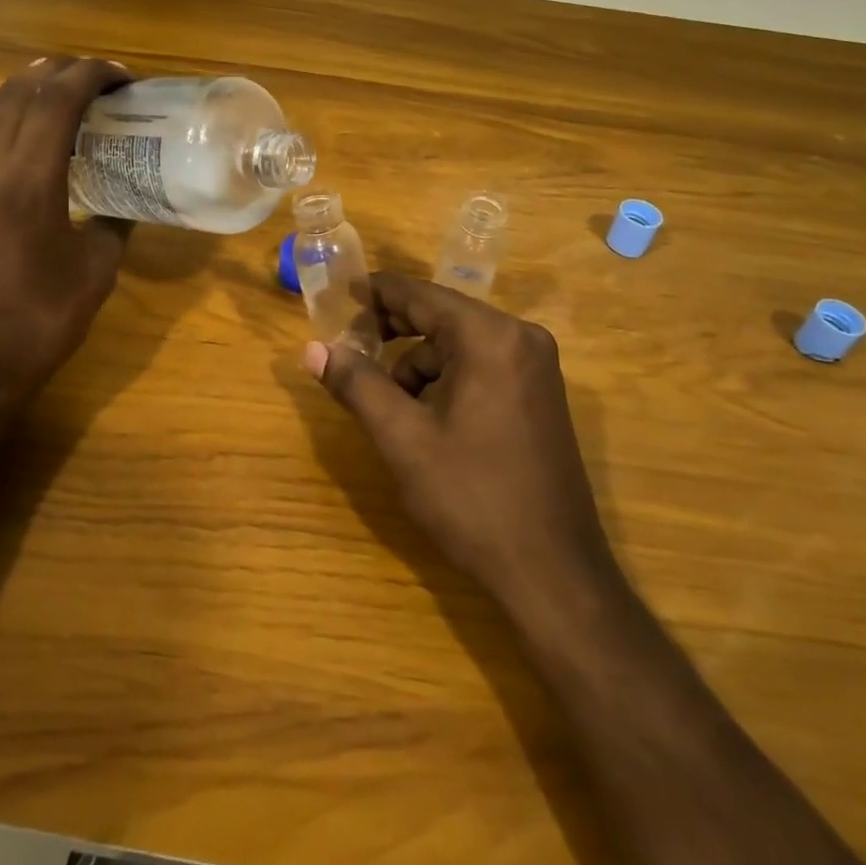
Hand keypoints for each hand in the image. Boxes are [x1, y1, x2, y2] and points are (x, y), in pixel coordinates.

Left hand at [0, 56, 131, 422]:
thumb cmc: (38, 324)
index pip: (56, 100)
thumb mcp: (97, 273)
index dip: (91, 75)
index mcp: (26, 183)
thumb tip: (125, 203)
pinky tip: (24, 135)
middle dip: (61, 73)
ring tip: (62, 94)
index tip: (123, 77)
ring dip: (27, 89)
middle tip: (99, 81)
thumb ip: (114, 224)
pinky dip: (2, 117)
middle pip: (18, 92)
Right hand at [306, 274, 614, 611]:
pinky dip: (448, 381)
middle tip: (352, 351)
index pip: (421, 295)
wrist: (552, 572)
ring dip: (420, 366)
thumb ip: (356, 384)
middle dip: (395, 333)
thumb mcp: (402, 439)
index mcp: (490, 337)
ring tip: (394, 412)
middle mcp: (521, 337)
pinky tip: (430, 422)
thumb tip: (312, 348)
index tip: (340, 295)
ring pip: (459, 345)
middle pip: (442, 316)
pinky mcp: (541, 394)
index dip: (376, 293)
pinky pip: (482, 366)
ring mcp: (537, 366)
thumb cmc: (472, 498)